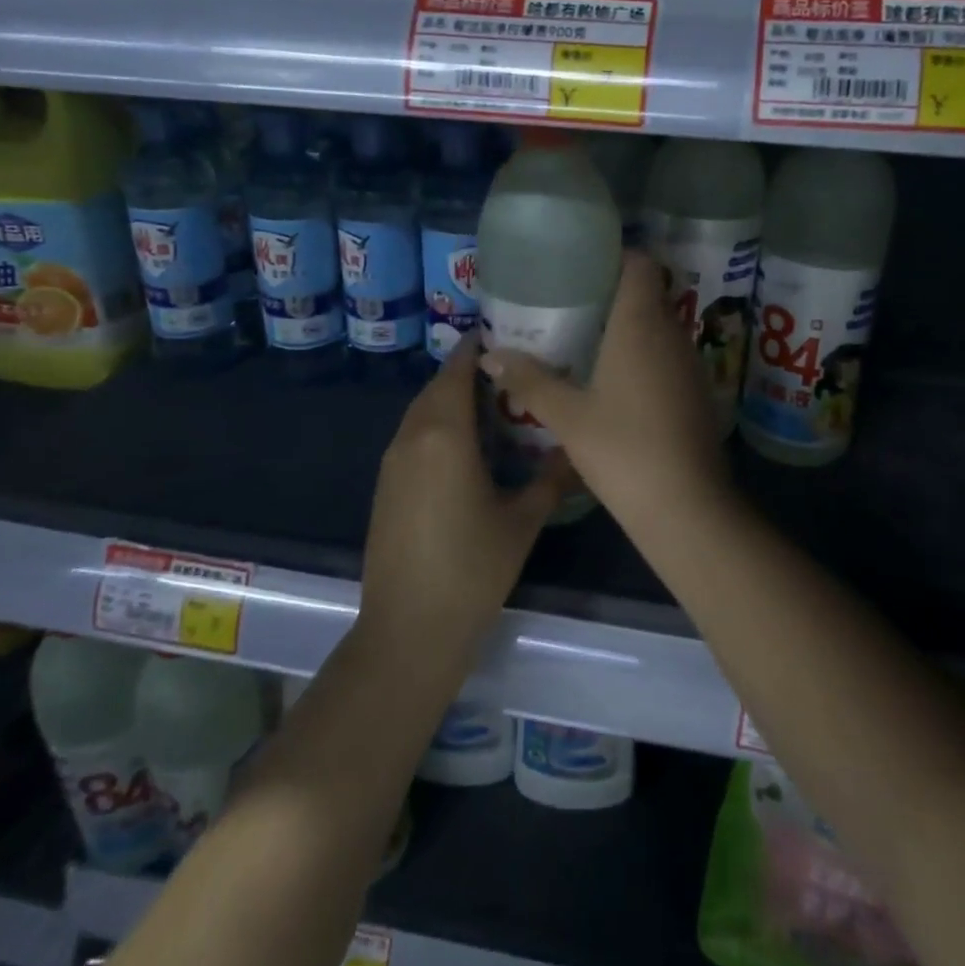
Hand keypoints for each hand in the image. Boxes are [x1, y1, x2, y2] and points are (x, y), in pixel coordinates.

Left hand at [358, 337, 568, 658]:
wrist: (409, 629)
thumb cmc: (472, 569)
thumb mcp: (523, 521)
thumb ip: (552, 478)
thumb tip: (579, 449)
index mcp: (444, 434)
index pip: (456, 371)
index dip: (476, 348)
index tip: (505, 335)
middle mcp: (412, 437)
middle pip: (436, 388)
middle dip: (467, 372)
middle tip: (511, 371)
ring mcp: (392, 462)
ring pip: (422, 413)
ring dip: (451, 400)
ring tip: (493, 404)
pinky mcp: (385, 486)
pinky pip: (413, 437)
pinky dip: (437, 427)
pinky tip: (466, 447)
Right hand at [478, 252, 734, 535]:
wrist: (686, 506)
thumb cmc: (623, 449)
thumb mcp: (567, 416)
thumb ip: (530, 381)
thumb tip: (491, 355)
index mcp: (641, 324)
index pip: (640, 263)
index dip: (614, 256)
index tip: (581, 267)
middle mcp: (672, 333)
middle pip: (647, 294)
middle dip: (611, 294)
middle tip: (569, 305)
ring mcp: (690, 363)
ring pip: (658, 326)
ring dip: (627, 327)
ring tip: (584, 340)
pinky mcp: (696, 391)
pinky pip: (667, 355)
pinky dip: (642, 355)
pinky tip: (614, 381)